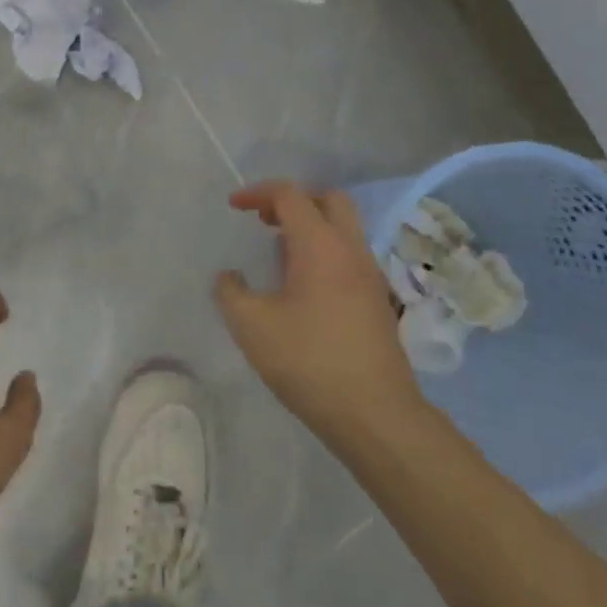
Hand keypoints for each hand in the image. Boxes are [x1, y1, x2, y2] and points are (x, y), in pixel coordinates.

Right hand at [215, 181, 427, 451]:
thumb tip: (230, 277)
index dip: (258, 193)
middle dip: (293, 200)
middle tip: (264, 220)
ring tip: (278, 251)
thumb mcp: (251, 326)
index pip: (291, 195)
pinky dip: (323, 251)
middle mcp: (350, 250)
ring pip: (343, 228)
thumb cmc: (309, 361)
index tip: (234, 206)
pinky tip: (301, 284)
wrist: (375, 414)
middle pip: (328, 200)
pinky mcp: (377, 301)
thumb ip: (230, 293)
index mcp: (321, 246)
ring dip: (310, 226)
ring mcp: (369, 276)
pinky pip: (348, 255)